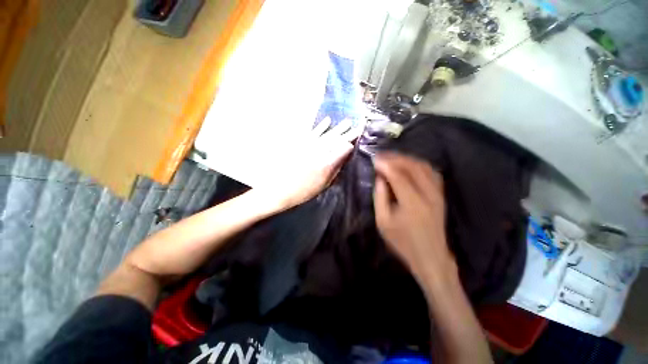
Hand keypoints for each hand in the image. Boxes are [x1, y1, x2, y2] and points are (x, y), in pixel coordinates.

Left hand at [255, 117, 362, 212]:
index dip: (351, 142)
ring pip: (327, 134)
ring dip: (337, 128)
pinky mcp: (300, 143)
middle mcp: (320, 151)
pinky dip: (321, 126)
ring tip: (347, 122)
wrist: (279, 188)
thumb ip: (335, 169)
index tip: (359, 136)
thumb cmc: (303, 190)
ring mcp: (310, 146)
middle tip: (357, 126)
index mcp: (327, 163)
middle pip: (337, 140)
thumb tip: (345, 157)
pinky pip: (313, 131)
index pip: (343, 149)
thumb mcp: (323, 184)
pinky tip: (327, 120)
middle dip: (348, 133)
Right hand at [373, 153, 456, 283]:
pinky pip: (431, 172)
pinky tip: (408, 164)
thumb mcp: (383, 222)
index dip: (385, 165)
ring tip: (392, 157)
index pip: (398, 176)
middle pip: (413, 167)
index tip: (374, 159)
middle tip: (381, 155)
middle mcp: (428, 194)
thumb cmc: (402, 241)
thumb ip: (380, 197)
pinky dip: (418, 164)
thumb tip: (380, 177)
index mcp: (412, 203)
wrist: (430, 256)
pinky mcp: (440, 194)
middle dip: (395, 158)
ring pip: (424, 166)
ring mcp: (437, 193)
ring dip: (406, 159)